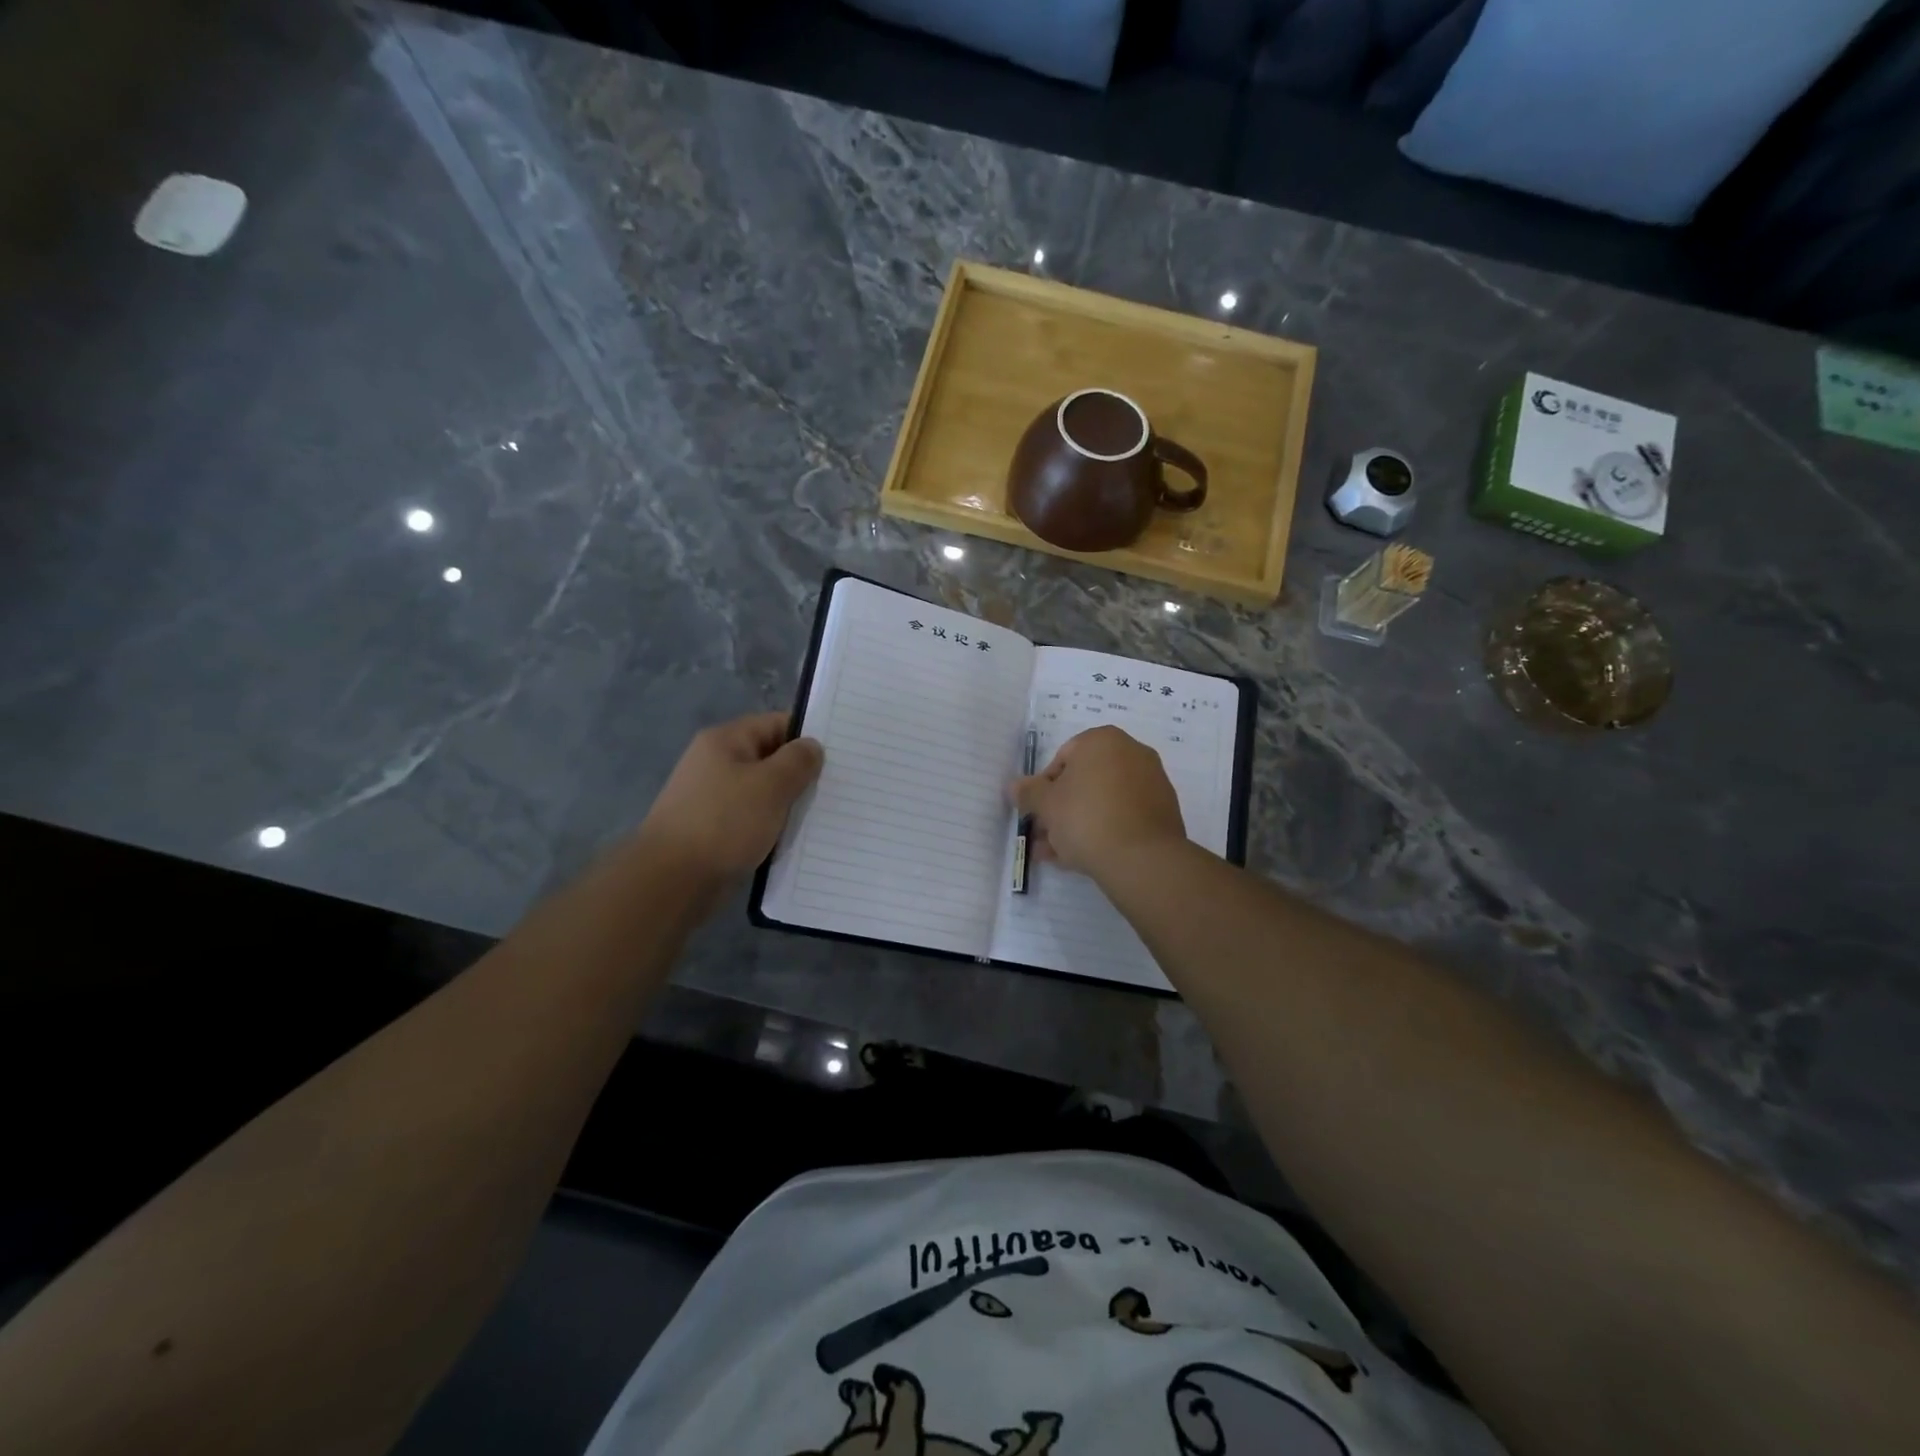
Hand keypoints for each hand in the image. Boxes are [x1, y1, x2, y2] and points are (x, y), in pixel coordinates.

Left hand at [637, 712, 823, 884]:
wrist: (672, 880)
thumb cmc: (724, 823)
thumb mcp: (771, 785)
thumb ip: (798, 761)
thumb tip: (811, 747)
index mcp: (725, 741)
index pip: (776, 724)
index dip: (808, 736)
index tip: (841, 756)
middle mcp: (716, 763)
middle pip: (770, 758)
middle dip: (801, 774)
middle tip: (838, 788)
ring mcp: (713, 798)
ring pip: (763, 793)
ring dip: (788, 804)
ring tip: (823, 816)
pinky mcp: (714, 830)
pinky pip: (752, 820)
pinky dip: (772, 827)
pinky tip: (795, 840)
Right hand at [1010, 725, 1185, 881]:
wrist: (1142, 858)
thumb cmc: (1086, 818)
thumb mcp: (1046, 805)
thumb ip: (1028, 792)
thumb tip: (1014, 786)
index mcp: (1102, 740)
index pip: (1063, 757)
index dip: (1044, 787)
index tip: (1037, 812)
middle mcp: (1132, 753)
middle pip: (1085, 781)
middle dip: (1061, 809)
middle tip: (1044, 836)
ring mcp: (1152, 782)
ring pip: (1103, 801)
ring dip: (1078, 824)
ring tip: (1057, 855)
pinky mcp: (1163, 812)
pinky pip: (1124, 816)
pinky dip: (1104, 831)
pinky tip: (1084, 858)